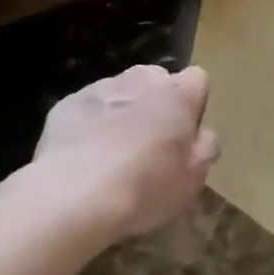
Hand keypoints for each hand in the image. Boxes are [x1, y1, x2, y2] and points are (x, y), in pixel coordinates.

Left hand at [33, 65, 218, 238]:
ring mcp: (102, 87)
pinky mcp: (68, 103)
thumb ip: (206, 146)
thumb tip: (202, 133)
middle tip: (149, 144)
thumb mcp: (194, 176)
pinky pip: (88, 108)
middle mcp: (143, 79)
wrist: (73, 195)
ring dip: (123, 111)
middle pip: (157, 81)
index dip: (193, 105)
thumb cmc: (145, 185)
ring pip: (121, 92)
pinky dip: (90, 123)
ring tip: (112, 152)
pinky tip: (83, 156)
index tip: (184, 134)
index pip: (198, 79)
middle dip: (156, 103)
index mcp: (179, 93)